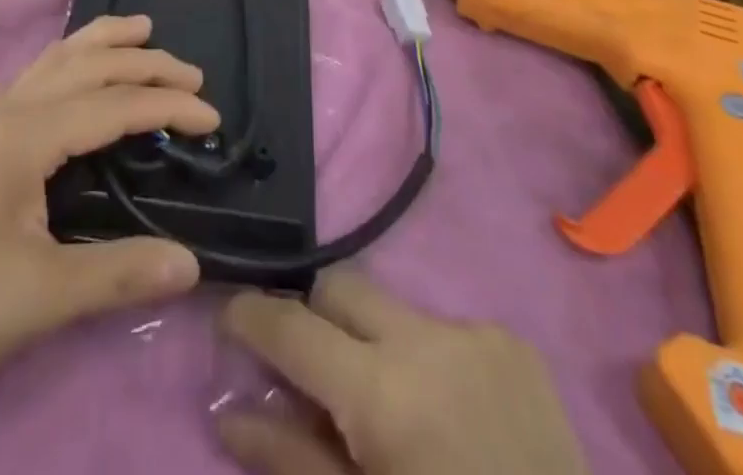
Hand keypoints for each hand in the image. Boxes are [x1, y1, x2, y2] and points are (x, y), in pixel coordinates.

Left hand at [0, 14, 216, 421]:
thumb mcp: (39, 300)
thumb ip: (118, 274)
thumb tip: (193, 263)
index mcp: (23, 136)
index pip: (112, 105)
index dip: (167, 106)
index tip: (213, 118)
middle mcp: (6, 112)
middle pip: (86, 65)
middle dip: (143, 62)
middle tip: (192, 72)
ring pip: (54, 59)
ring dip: (102, 43)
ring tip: (141, 31)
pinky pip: (36, 77)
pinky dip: (71, 59)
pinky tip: (78, 73)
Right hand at [218, 270, 588, 474]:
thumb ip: (291, 460)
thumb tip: (228, 411)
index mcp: (382, 393)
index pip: (292, 325)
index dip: (251, 314)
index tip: (230, 317)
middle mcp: (425, 338)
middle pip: (340, 285)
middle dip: (314, 317)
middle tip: (312, 373)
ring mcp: (475, 332)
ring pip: (393, 308)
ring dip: (376, 344)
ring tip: (395, 413)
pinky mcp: (514, 342)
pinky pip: (446, 329)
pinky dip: (429, 360)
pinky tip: (452, 417)